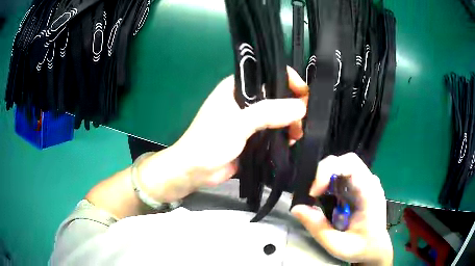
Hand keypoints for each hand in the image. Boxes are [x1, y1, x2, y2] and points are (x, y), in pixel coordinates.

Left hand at [139, 67, 307, 201]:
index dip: (288, 80)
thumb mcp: (238, 123)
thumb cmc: (210, 142)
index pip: (268, 74)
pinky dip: (284, 134)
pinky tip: (291, 141)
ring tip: (298, 134)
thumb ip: (268, 113)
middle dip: (292, 105)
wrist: (195, 171)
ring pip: (277, 114)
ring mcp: (249, 119)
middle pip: (276, 95)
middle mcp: (244, 99)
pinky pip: (274, 130)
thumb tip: (301, 107)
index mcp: (236, 87)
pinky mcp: (252, 136)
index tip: (305, 94)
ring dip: (290, 122)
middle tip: (303, 120)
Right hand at [291, 153, 392, 264]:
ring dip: (325, 176)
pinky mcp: (359, 186)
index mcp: (369, 193)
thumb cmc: (361, 247)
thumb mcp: (337, 245)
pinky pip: (343, 174)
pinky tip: (325, 197)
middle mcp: (369, 182)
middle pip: (345, 160)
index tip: (313, 192)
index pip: (351, 164)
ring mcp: (365, 182)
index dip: (328, 171)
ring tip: (316, 196)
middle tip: (312, 193)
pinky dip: (329, 181)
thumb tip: (296, 208)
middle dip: (324, 172)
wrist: (375, 248)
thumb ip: (318, 228)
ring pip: (342, 165)